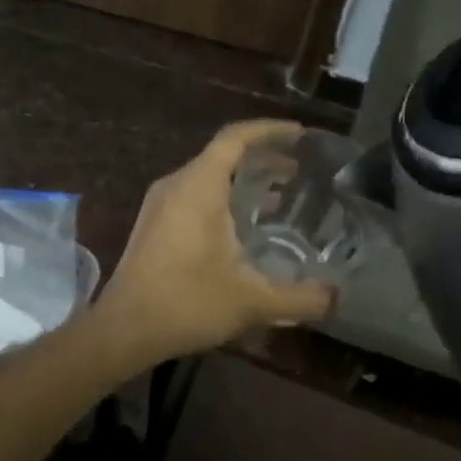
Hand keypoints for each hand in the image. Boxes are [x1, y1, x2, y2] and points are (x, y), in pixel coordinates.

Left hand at [95, 120, 336, 364]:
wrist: (124, 329)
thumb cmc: (186, 303)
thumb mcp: (252, 301)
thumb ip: (300, 298)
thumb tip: (337, 298)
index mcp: (198, 186)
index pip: (235, 138)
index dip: (270, 131)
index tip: (301, 135)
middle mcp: (176, 185)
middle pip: (222, 155)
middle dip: (263, 159)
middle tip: (301, 173)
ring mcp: (160, 205)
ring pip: (207, 177)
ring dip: (243, 182)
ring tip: (281, 199)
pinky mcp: (153, 225)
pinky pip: (194, 196)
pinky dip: (224, 200)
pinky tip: (244, 229)